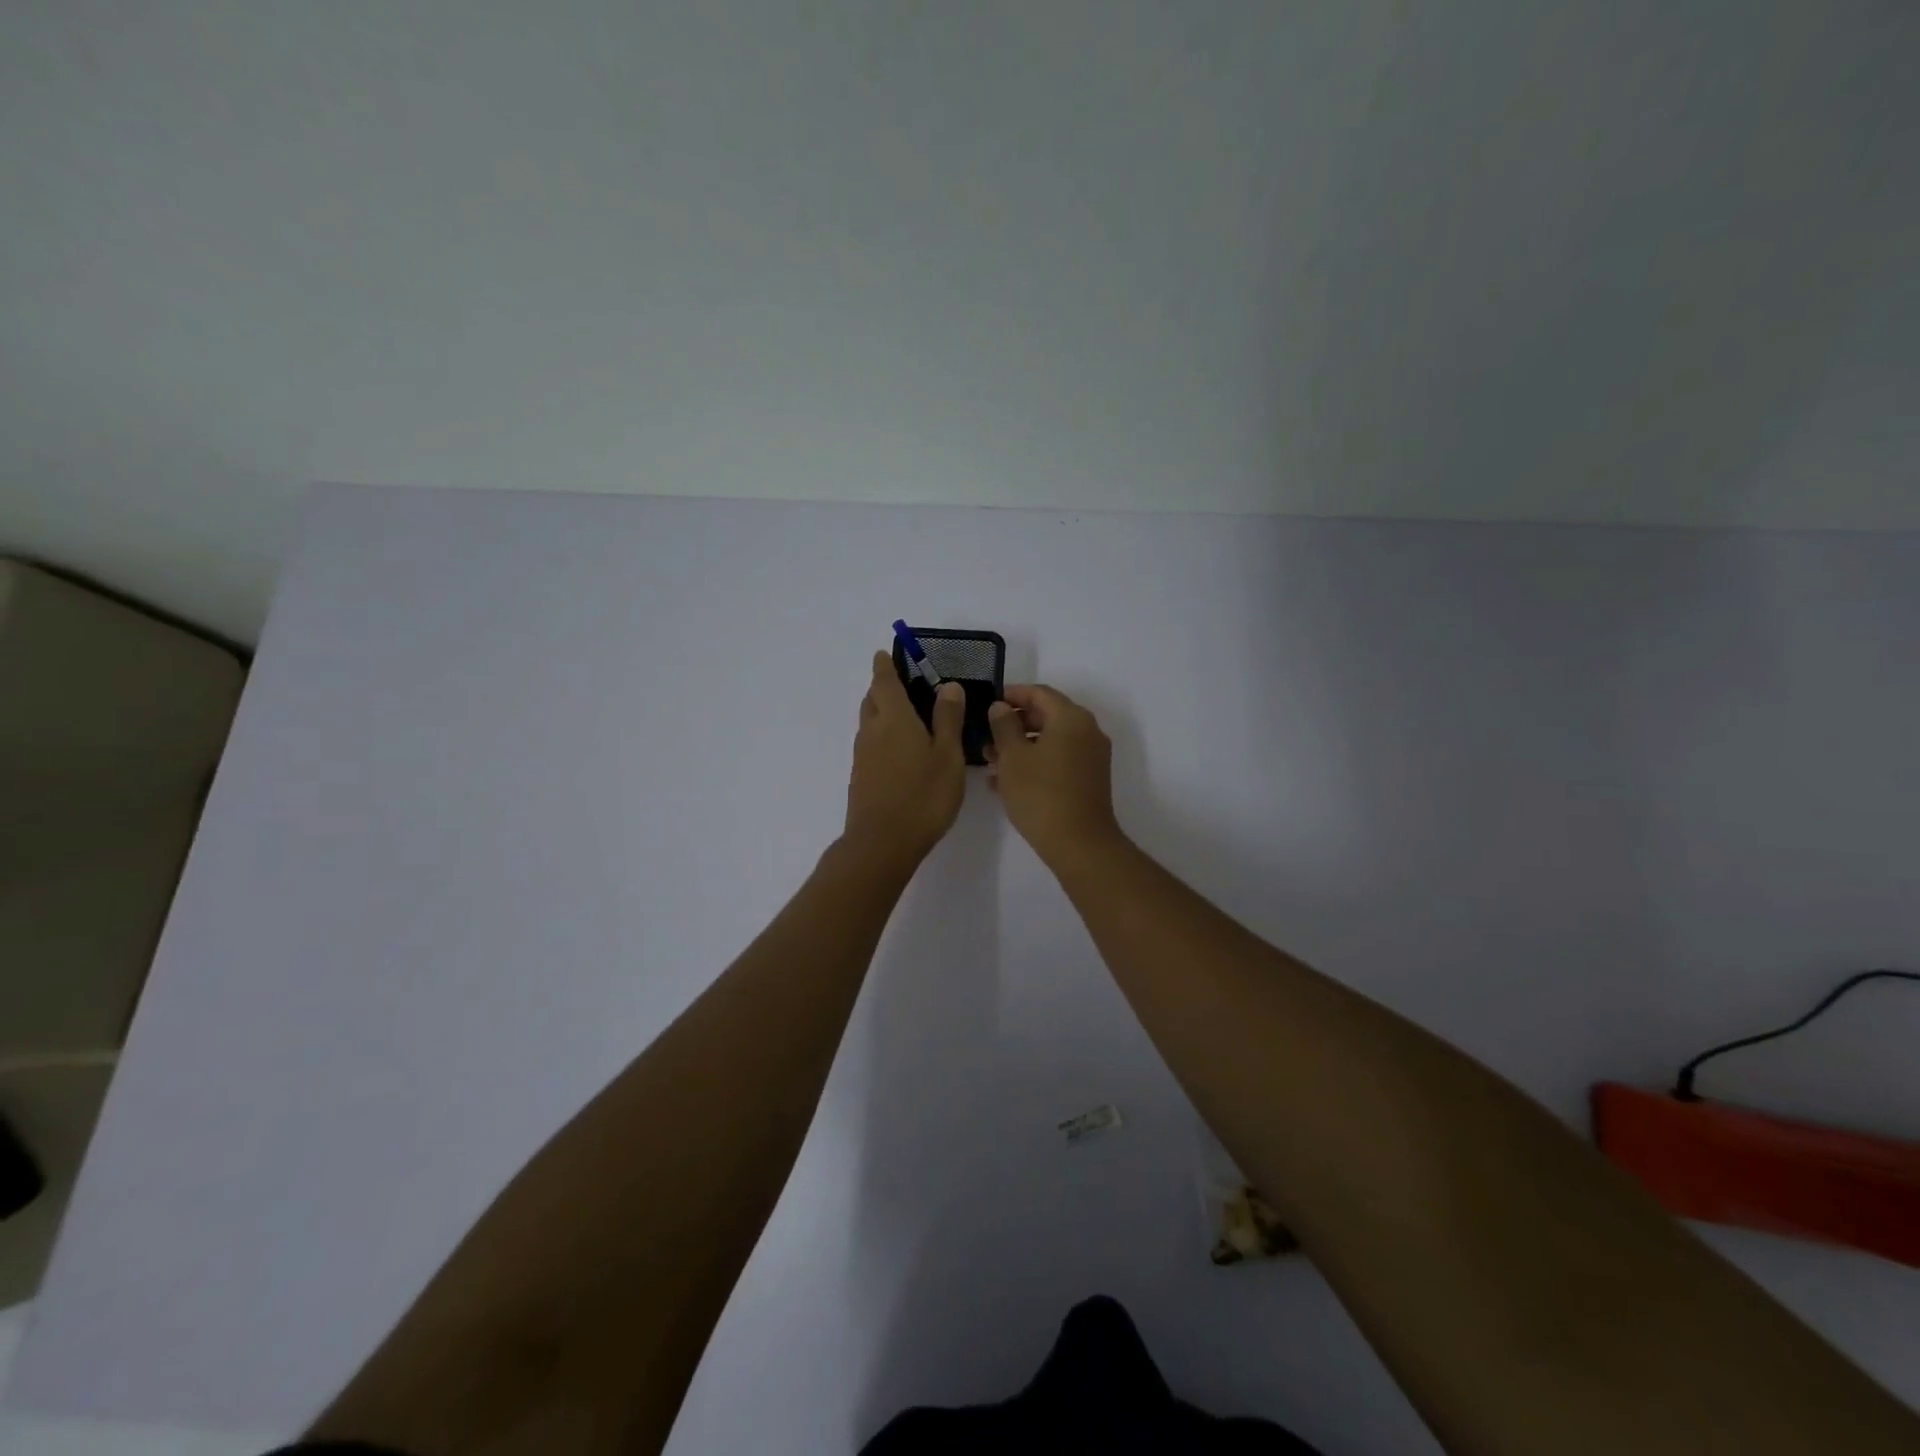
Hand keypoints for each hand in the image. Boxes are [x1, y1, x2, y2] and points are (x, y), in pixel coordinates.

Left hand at [844, 650, 966, 863]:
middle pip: (872, 699)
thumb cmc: (923, 796)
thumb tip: (947, 685)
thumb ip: (948, 719)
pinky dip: (880, 735)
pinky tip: (898, 750)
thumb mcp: (948, 756)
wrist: (882, 843)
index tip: (884, 653)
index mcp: (895, 719)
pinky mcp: (861, 777)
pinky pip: (869, 744)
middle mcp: (873, 731)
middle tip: (899, 683)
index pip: (885, 682)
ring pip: (868, 722)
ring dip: (880, 711)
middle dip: (882, 687)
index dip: (884, 666)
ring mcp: (863, 755)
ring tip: (903, 714)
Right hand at [985, 684, 1121, 864]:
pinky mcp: (1089, 779)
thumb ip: (1003, 726)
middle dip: (1014, 724)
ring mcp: (1091, 757)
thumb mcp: (1012, 756)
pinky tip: (1007, 781)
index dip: (1011, 694)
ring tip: (990, 762)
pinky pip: (1058, 759)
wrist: (1079, 843)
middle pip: (1047, 715)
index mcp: (1071, 718)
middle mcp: (1087, 731)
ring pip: (1051, 740)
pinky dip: (1035, 762)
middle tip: (986, 736)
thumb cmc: (1040, 793)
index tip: (987, 703)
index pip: (1039, 693)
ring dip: (1021, 746)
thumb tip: (1001, 707)